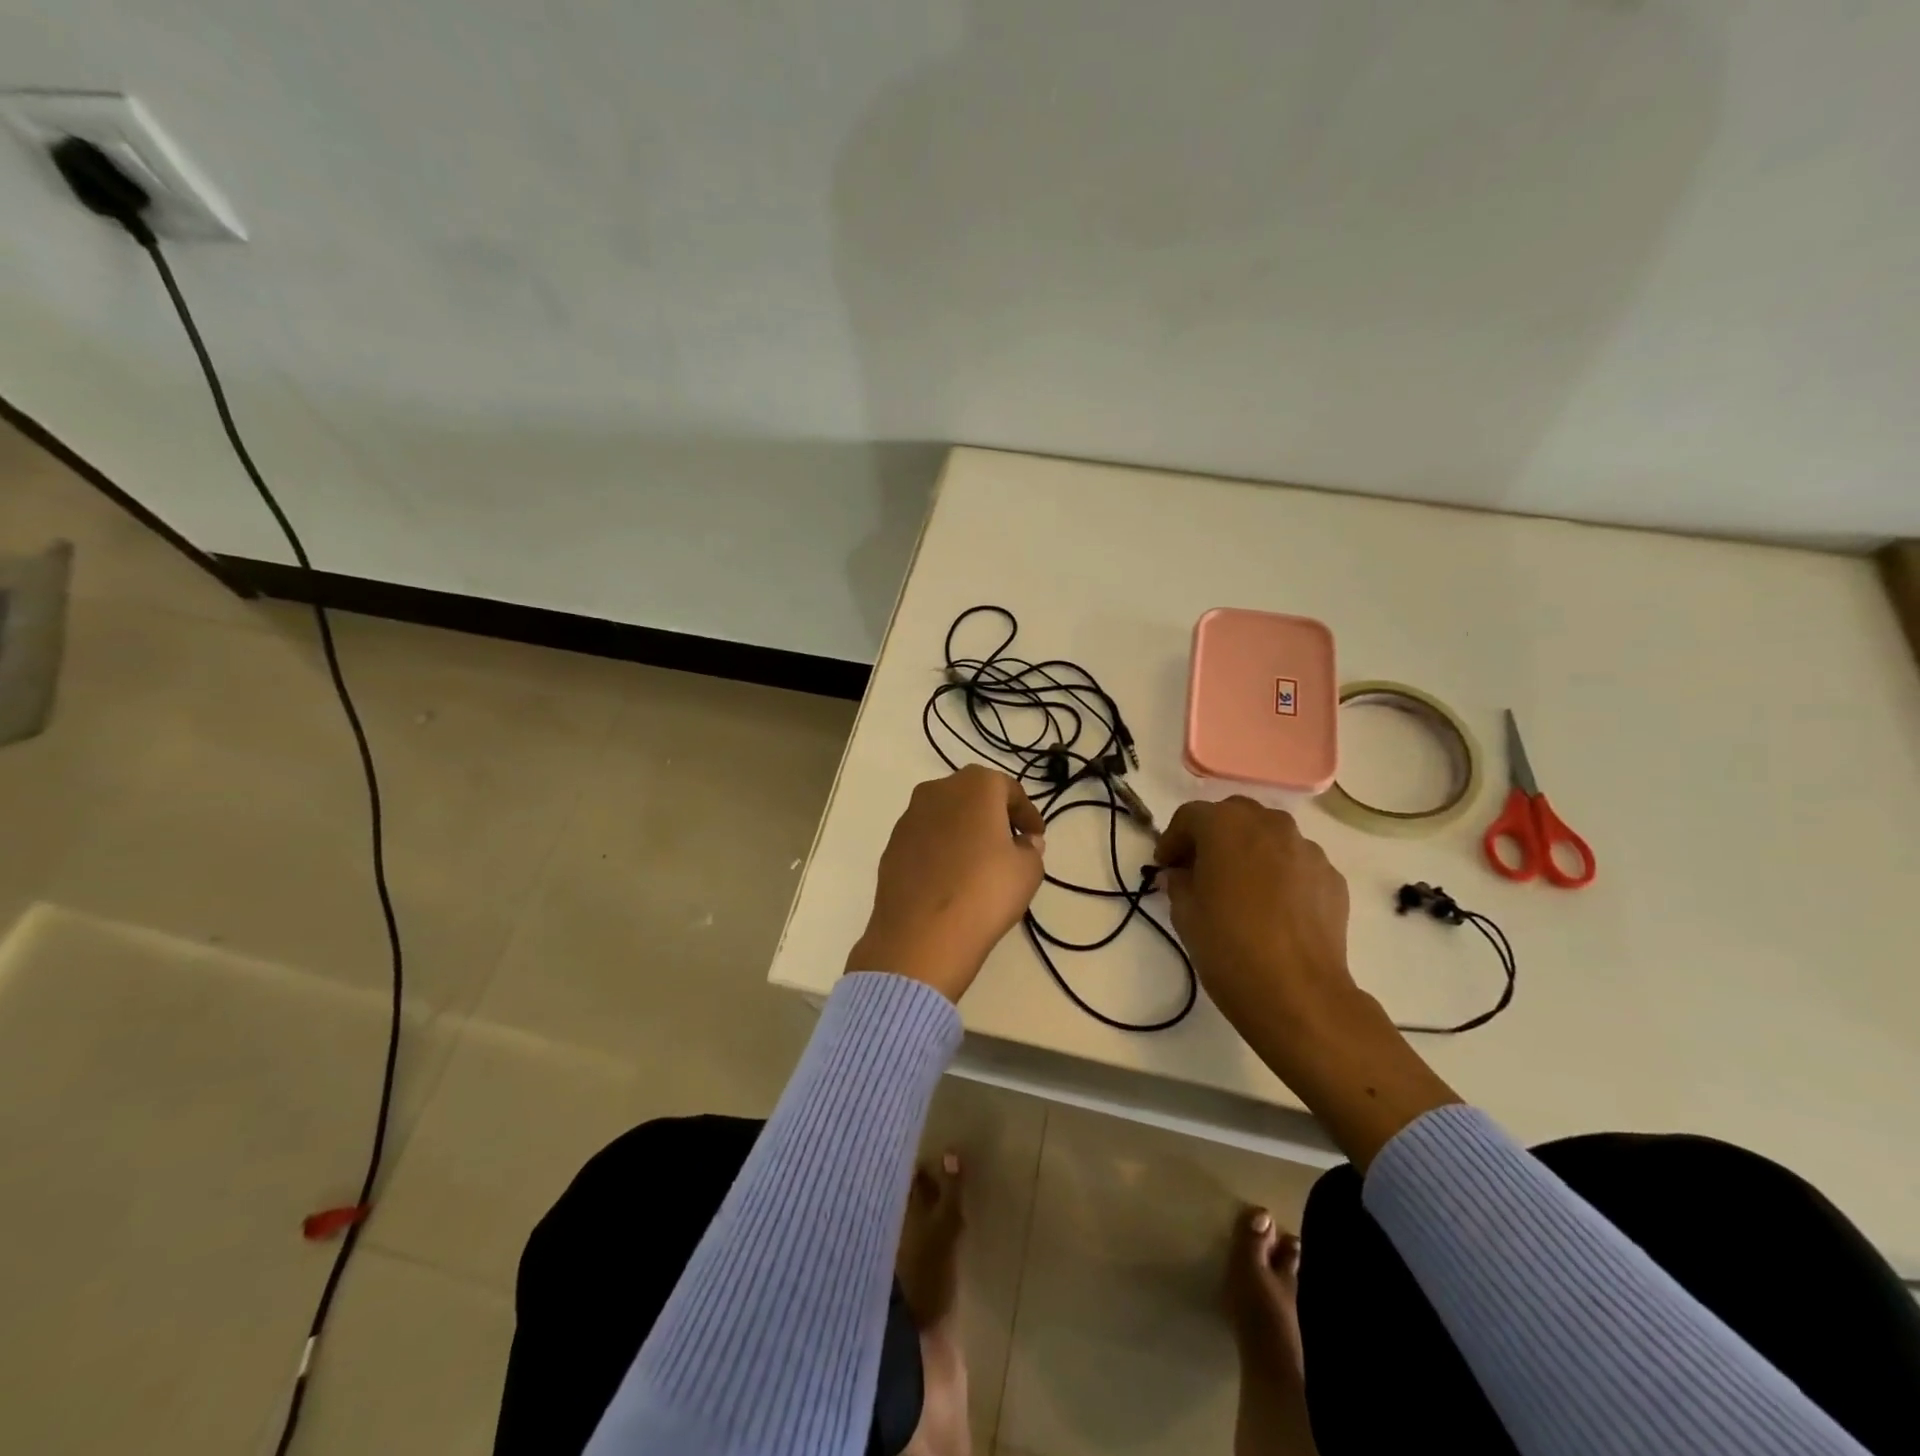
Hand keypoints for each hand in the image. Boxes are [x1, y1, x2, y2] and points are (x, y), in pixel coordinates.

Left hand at [849, 766, 1046, 1001]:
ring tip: (979, 864)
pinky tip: (950, 879)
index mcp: (975, 786)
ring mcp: (908, 818)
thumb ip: (1031, 848)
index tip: (1036, 836)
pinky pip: (926, 840)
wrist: (922, 935)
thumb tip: (1023, 842)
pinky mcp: (891, 846)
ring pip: (945, 816)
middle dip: (993, 816)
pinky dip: (941, 851)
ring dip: (964, 832)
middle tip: (1010, 844)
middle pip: (973, 796)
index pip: (1008, 789)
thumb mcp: (1028, 870)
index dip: (1027, 813)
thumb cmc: (985, 892)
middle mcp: (937, 791)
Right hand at [1154, 797, 1459, 1169]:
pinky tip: (1273, 908)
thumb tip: (1180, 874)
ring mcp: (1306, 849)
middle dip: (1213, 836)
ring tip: (1240, 888)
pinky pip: (1296, 863)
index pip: (1190, 817)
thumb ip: (1178, 882)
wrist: (1298, 993)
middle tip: (1200, 869)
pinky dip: (1279, 874)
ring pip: (1269, 836)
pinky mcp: (1331, 877)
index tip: (1164, 866)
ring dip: (1249, 851)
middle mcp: (1269, 825)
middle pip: (1234, 816)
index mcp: (1226, 825)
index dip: (1172, 840)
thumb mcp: (1185, 912)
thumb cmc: (1228, 946)